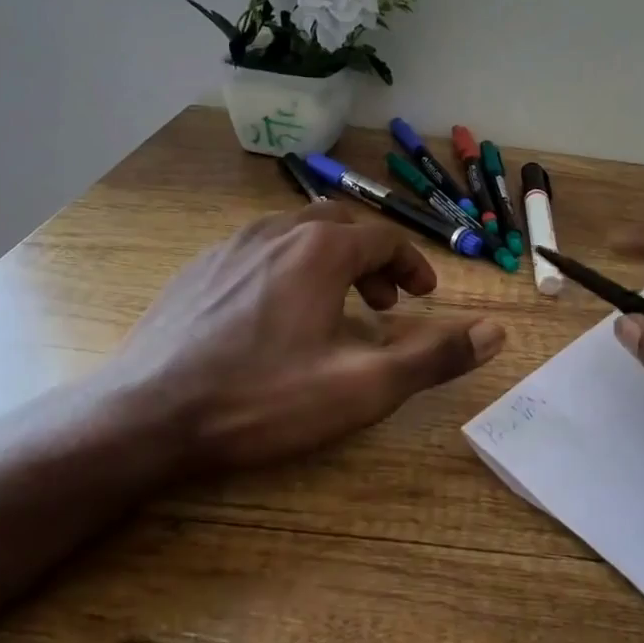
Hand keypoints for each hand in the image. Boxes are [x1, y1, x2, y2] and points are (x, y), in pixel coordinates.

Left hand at [94, 203, 504, 477]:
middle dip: (371, 260)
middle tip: (383, 304)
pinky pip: (257, 252)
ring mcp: (229, 247)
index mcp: (319, 250)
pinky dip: (286, 270)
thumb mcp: (362, 387)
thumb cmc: (262, 399)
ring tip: (333, 309)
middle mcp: (275, 232)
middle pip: (340, 226)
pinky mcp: (196, 269)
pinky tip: (273, 316)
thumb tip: (497, 333)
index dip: (411, 265)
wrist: (146, 416)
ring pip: (295, 235)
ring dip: (328, 262)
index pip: (382, 239)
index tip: (422, 296)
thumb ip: (433, 357)